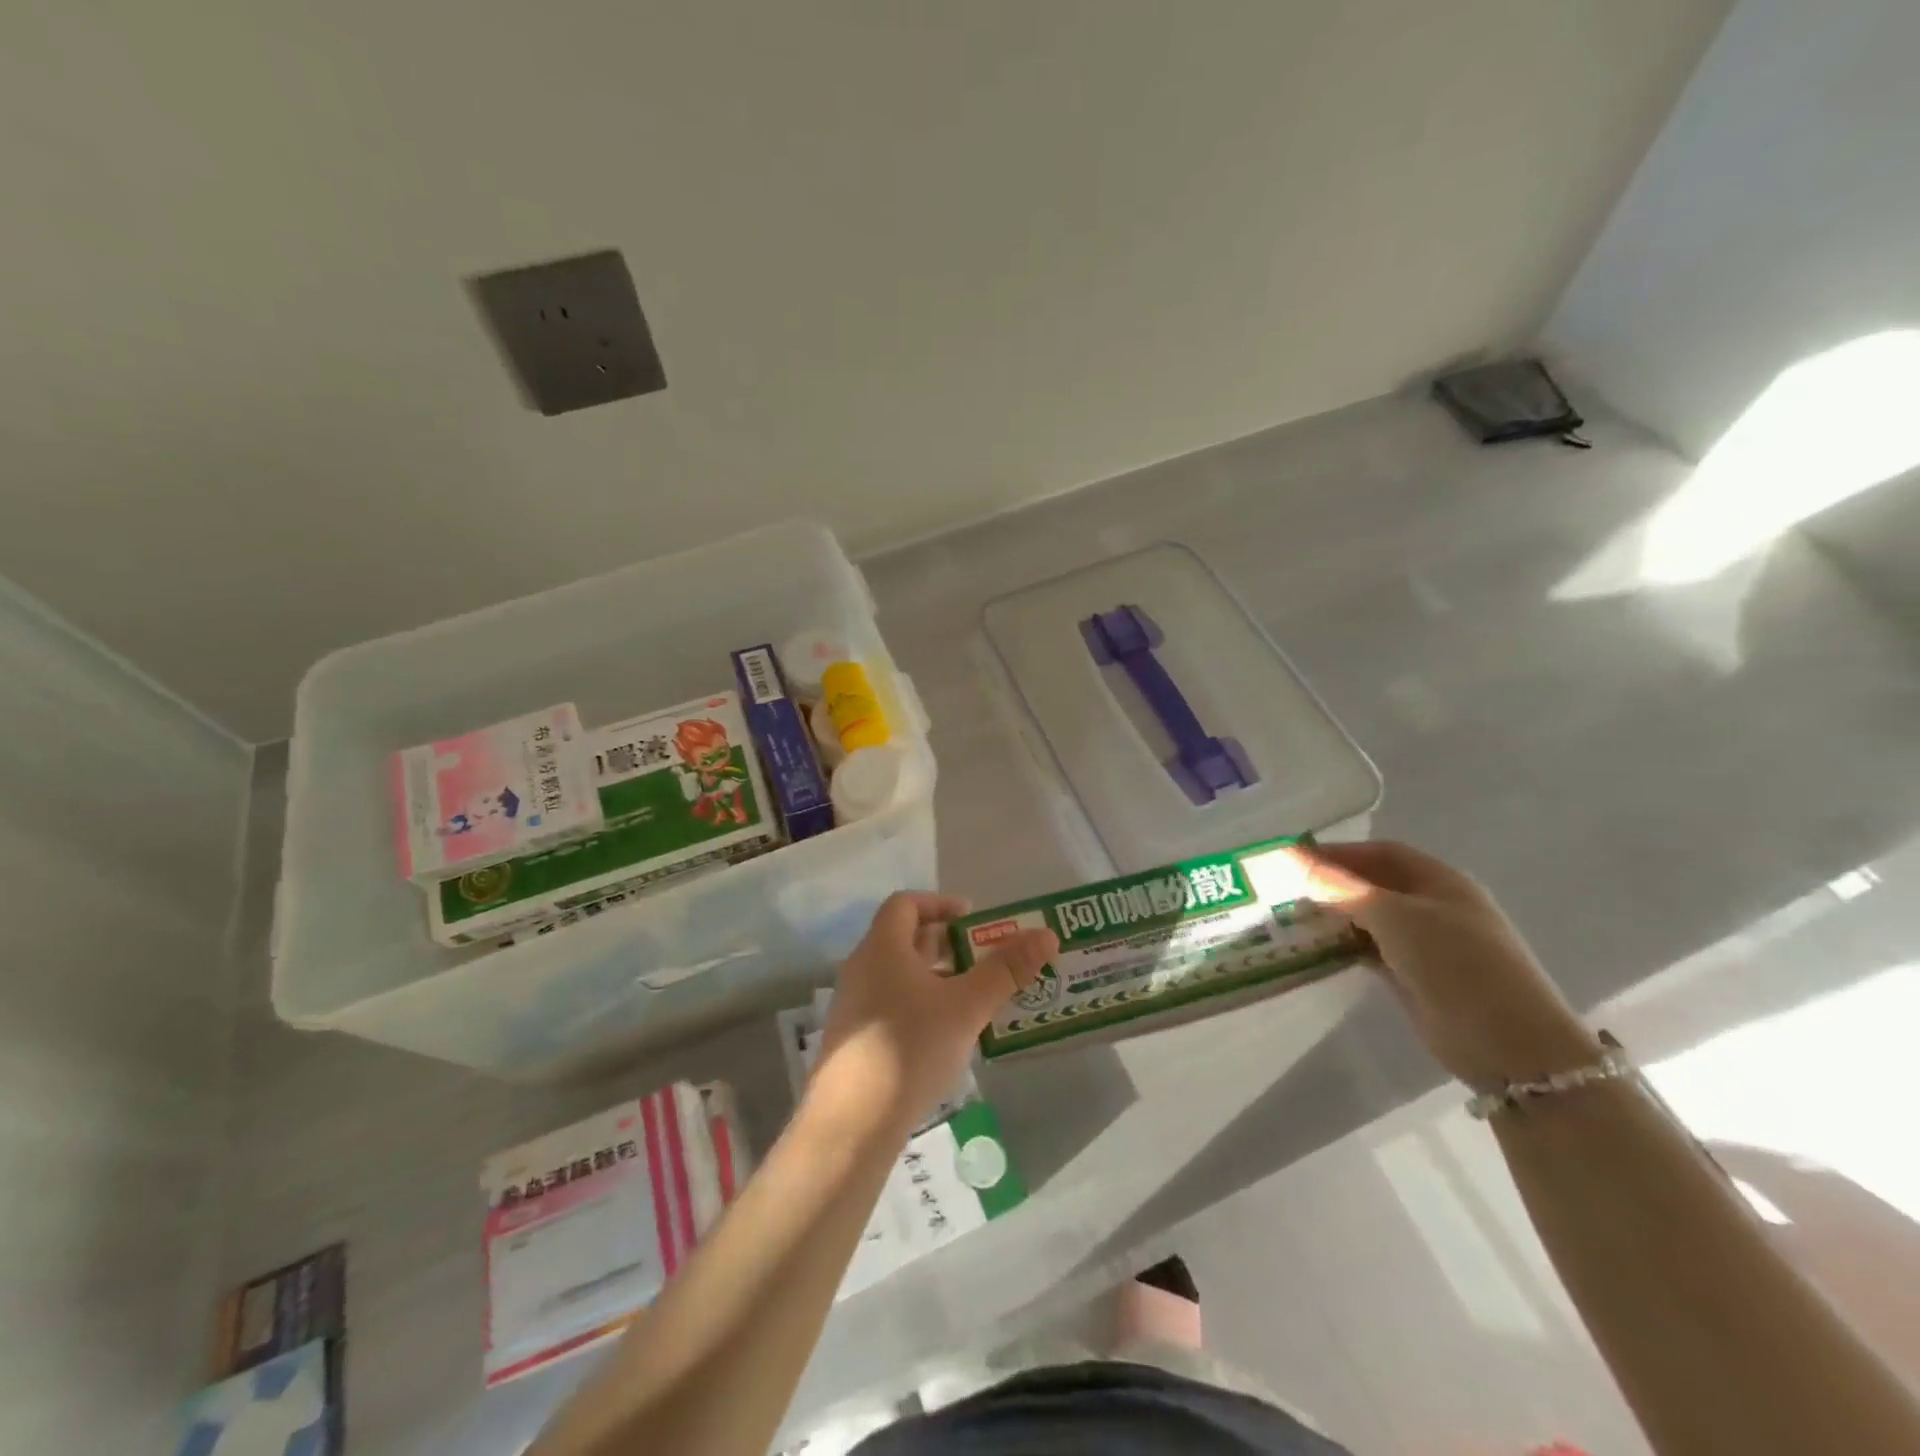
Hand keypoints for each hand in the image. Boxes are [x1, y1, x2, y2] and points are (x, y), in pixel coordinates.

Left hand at [813, 892, 1057, 1130]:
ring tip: (975, 999)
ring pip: (900, 977)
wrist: (851, 1123)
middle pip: (905, 940)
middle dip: (947, 945)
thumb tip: (1046, 935)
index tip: (973, 920)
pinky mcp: (855, 1041)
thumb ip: (1006, 970)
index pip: (905, 904)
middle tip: (985, 959)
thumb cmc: (910, 1047)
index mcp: (882, 948)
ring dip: (937, 979)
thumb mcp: (966, 1007)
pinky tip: (946, 1038)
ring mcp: (854, 1007)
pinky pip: (892, 1007)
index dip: (940, 903)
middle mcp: (862, 969)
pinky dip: (921, 1007)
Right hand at [1285, 840, 1601, 1089]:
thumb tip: (1293, 860)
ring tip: (1288, 916)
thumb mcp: (1395, 917)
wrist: (1510, 1046)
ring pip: (1368, 919)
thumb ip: (1342, 888)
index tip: (1292, 858)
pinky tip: (1313, 948)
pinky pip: (1369, 951)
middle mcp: (1433, 907)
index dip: (1337, 851)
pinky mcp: (1414, 977)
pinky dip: (1342, 946)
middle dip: (1330, 883)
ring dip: (1332, 916)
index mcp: (1440, 881)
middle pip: (1373, 884)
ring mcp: (1426, 945)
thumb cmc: (1456, 964)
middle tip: (1282, 888)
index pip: (1380, 853)